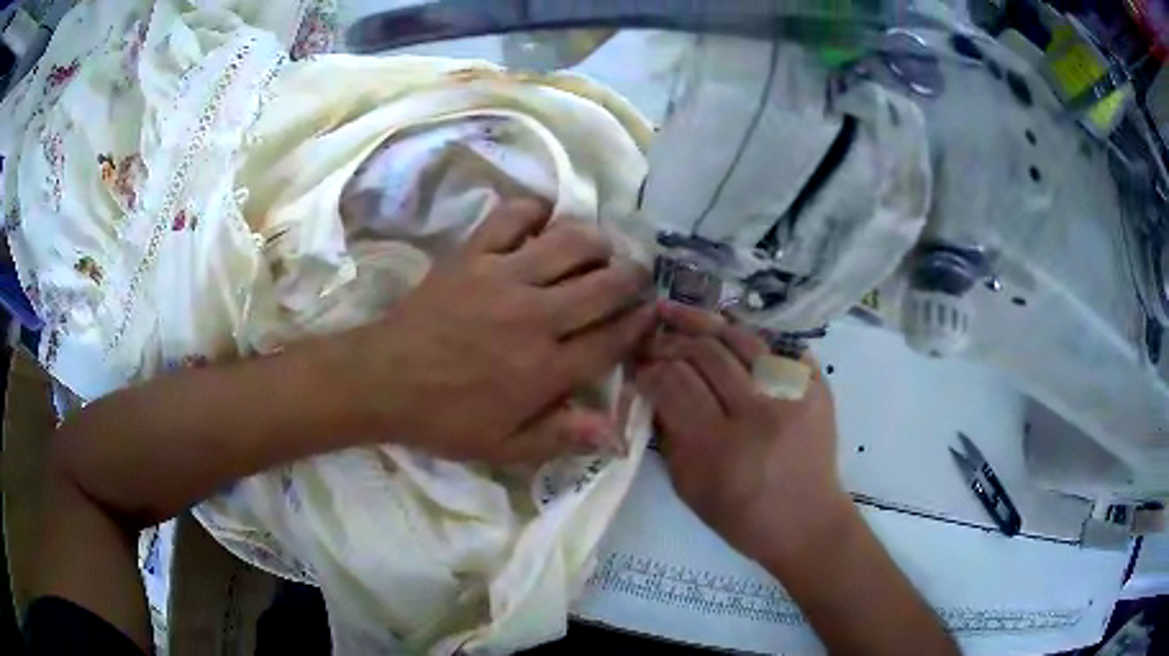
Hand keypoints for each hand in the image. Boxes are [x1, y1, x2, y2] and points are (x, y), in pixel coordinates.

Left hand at [345, 199, 654, 463]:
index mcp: (546, 369)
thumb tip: (616, 434)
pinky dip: (535, 210)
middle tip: (636, 274)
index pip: (612, 339)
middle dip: (632, 276)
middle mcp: (535, 317)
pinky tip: (544, 219)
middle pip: (604, 285)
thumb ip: (561, 438)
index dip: (640, 323)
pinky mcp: (472, 255)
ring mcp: (503, 278)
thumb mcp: (504, 446)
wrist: (383, 380)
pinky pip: (512, 216)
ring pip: (570, 243)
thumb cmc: (444, 418)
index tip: (651, 311)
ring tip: (600, 247)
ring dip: (596, 241)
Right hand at [636, 302, 853, 566]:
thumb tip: (652, 389)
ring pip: (742, 338)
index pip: (673, 383)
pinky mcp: (817, 387)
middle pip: (706, 352)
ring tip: (682, 318)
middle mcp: (758, 413)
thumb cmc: (741, 517)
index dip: (650, 368)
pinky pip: (778, 346)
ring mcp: (793, 394)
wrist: (807, 522)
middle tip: (656, 340)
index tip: (639, 366)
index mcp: (718, 447)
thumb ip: (668, 435)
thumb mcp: (688, 488)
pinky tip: (728, 333)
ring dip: (707, 326)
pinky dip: (749, 338)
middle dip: (673, 340)